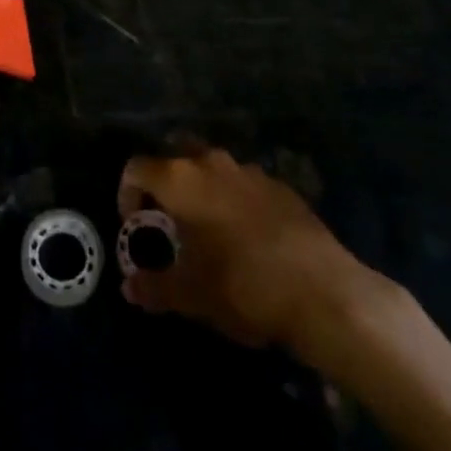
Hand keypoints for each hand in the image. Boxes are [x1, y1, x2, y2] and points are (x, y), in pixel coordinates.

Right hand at [117, 147, 391, 348]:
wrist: (323, 292)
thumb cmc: (242, 287)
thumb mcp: (190, 295)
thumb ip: (154, 287)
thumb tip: (129, 287)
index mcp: (181, 179)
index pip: (136, 167)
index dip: (127, 194)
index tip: (135, 227)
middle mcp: (212, 163)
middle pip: (174, 156)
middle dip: (165, 182)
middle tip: (167, 221)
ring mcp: (250, 171)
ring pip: (212, 167)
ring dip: (201, 190)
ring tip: (206, 231)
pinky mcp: (281, 186)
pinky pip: (244, 184)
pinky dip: (234, 200)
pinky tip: (246, 238)